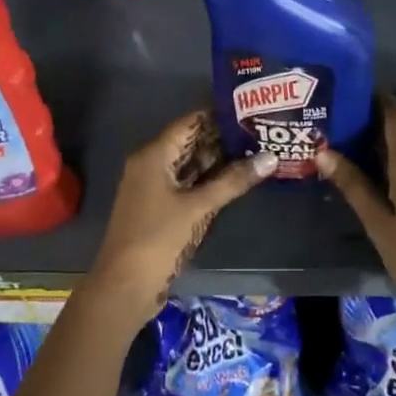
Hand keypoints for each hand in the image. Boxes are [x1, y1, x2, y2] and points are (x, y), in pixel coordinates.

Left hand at [82, 110, 275, 332]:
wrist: (124, 286)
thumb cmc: (158, 238)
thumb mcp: (198, 207)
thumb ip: (233, 181)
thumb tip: (271, 157)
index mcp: (153, 155)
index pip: (189, 123)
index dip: (217, 114)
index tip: (249, 108)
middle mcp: (151, 165)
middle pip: (190, 142)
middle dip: (222, 138)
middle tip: (259, 129)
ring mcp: (154, 188)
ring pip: (190, 165)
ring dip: (218, 160)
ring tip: (255, 149)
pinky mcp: (160, 208)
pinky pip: (187, 184)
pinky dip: (208, 180)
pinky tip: (236, 179)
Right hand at [316, 94, 395, 335]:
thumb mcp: (377, 222)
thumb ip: (353, 185)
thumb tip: (323, 152)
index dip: (376, 98)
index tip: (349, 93)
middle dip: (374, 118)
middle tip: (339, 119)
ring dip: (383, 139)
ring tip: (348, 141)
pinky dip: (394, 157)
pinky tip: (373, 169)